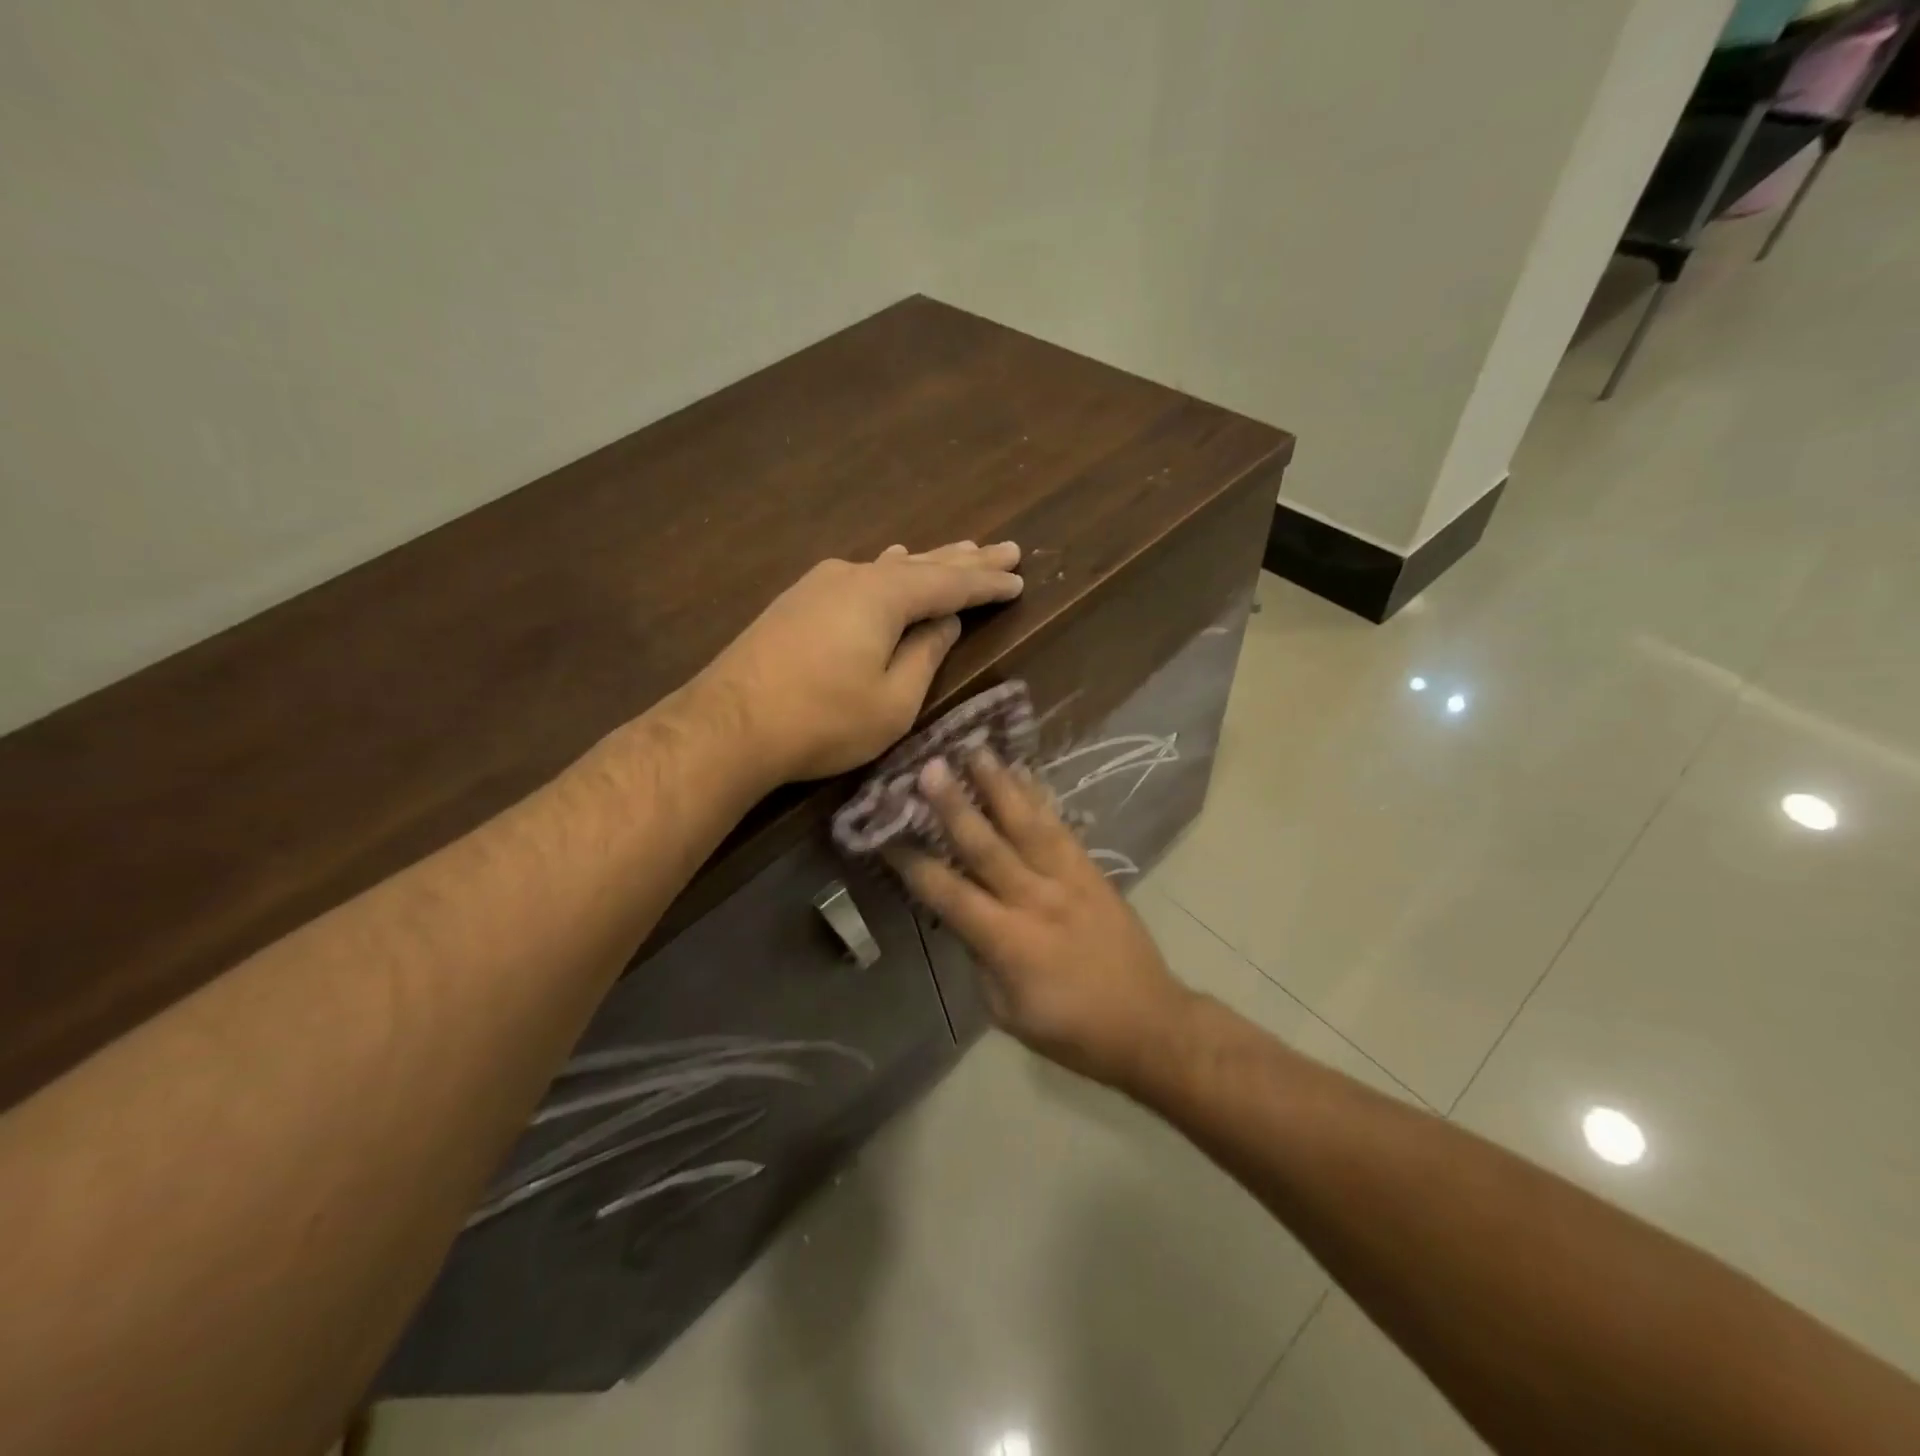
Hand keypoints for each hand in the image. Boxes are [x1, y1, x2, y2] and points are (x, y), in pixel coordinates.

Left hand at [697, 542, 1022, 783]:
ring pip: (889, 568)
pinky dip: (889, 572)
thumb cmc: (823, 720)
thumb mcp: (893, 701)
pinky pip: (860, 577)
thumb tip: (944, 622)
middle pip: (923, 565)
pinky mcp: (798, 603)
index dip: (987, 585)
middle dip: (967, 561)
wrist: (729, 725)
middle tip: (1006, 549)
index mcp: (885, 597)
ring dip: (928, 562)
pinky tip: (891, 561)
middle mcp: (854, 577)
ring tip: (960, 550)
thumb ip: (925, 656)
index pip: (951, 585)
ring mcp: (820, 585)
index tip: (1019, 578)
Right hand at [893, 748, 1194, 1088]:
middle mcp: (1035, 900)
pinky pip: (1061, 827)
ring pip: (1026, 824)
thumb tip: (961, 917)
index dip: (914, 865)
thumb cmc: (1071, 1030)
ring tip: (976, 749)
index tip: (886, 836)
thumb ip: (980, 958)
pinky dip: (1039, 797)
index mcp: (1008, 942)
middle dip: (954, 805)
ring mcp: (1068, 880)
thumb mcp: (1007, 1011)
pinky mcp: (1091, 871)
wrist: (1148, 1023)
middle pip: (987, 846)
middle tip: (928, 768)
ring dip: (998, 785)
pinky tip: (1024, 773)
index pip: (950, 895)